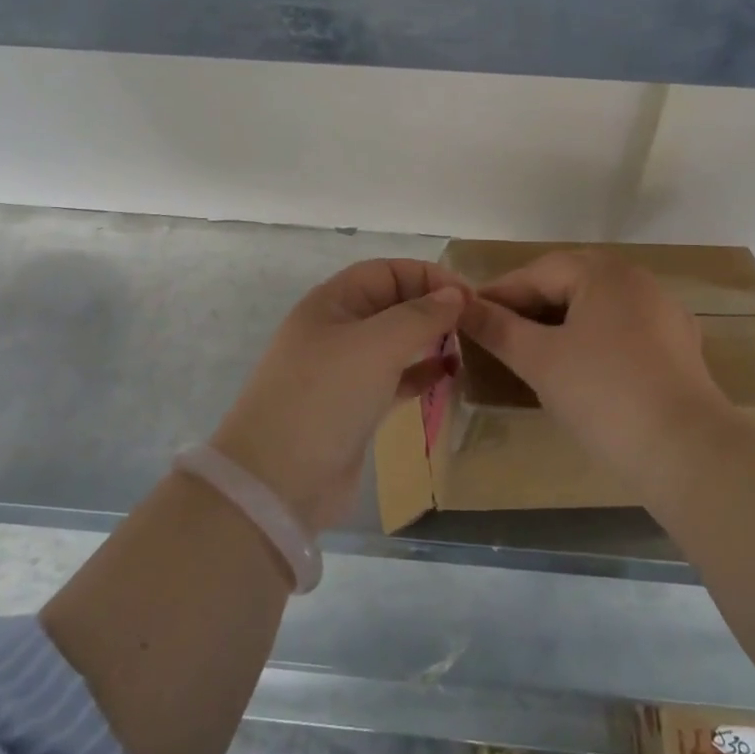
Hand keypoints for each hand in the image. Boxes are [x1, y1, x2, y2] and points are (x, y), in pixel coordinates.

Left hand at [210, 259, 468, 532]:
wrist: (278, 482)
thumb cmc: (326, 396)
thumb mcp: (376, 345)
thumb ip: (420, 315)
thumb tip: (456, 294)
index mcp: (333, 302)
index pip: (387, 271)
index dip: (428, 276)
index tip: (469, 297)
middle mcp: (337, 330)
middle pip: (392, 303)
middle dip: (432, 306)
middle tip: (476, 321)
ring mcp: (344, 371)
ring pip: (396, 342)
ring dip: (430, 339)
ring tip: (469, 344)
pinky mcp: (355, 408)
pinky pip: (395, 378)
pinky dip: (421, 373)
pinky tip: (450, 375)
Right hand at [460, 250, 727, 472]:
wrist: (687, 453)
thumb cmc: (603, 394)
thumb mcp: (539, 359)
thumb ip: (497, 328)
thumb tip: (461, 306)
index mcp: (604, 272)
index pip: (537, 272)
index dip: (498, 293)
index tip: (467, 315)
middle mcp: (637, 280)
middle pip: (569, 283)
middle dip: (529, 306)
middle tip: (494, 332)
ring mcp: (663, 313)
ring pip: (596, 308)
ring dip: (559, 323)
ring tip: (529, 350)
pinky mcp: (678, 348)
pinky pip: (621, 331)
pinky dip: (591, 340)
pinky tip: (578, 367)